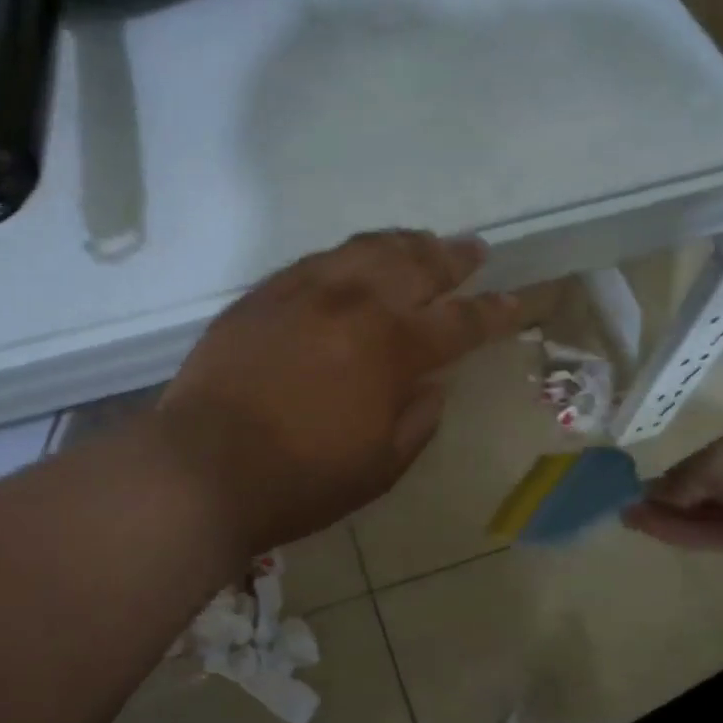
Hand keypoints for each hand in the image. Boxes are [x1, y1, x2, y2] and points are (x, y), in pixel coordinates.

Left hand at [159, 230, 522, 553]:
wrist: (202, 469)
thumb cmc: (300, 481)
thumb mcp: (381, 467)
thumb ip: (418, 419)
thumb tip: (433, 384)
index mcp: (393, 349)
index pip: (461, 321)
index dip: (497, 312)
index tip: (521, 301)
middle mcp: (355, 304)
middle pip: (417, 265)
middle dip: (453, 258)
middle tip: (475, 251)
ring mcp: (304, 292)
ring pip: (366, 250)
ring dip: (403, 243)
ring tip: (423, 241)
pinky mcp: (263, 295)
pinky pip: (318, 260)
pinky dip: (349, 255)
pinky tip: (355, 261)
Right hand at [622, 414, 722, 573]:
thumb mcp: (719, 460)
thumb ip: (682, 479)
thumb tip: (649, 493)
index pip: (700, 461)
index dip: (671, 475)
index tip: (640, 487)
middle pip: (699, 490)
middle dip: (665, 498)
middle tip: (627, 506)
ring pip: (700, 515)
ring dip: (665, 517)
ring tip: (626, 518)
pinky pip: (709, 536)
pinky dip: (678, 532)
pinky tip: (647, 527)